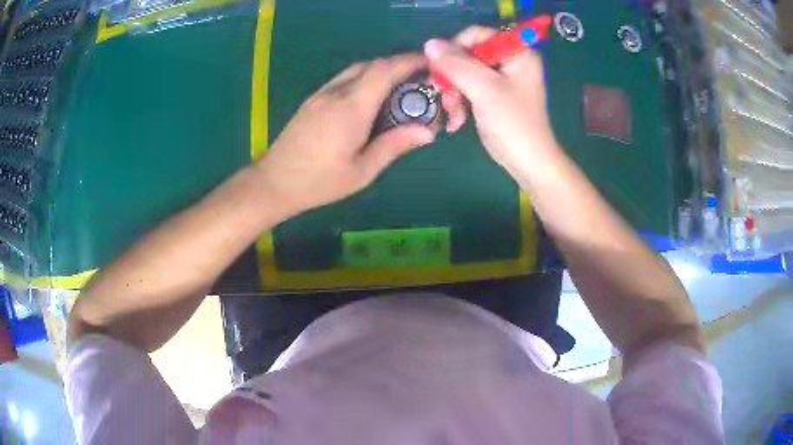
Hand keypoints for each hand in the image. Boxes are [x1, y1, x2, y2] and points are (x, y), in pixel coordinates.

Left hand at [255, 54, 435, 214]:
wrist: (273, 182)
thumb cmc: (319, 182)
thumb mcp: (362, 171)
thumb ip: (394, 146)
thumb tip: (428, 132)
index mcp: (352, 108)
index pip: (385, 71)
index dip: (409, 62)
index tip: (430, 65)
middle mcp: (336, 92)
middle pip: (372, 65)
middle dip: (398, 65)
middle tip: (418, 80)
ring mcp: (321, 94)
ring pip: (356, 69)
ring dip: (380, 70)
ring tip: (398, 88)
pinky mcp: (313, 100)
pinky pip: (344, 78)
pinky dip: (363, 78)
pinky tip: (370, 98)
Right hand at [425, 27, 561, 178]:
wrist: (527, 163)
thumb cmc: (513, 123)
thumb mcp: (484, 90)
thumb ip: (457, 64)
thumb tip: (429, 44)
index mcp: (517, 52)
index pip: (477, 35)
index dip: (455, 48)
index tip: (440, 68)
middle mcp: (509, 61)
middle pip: (467, 54)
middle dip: (453, 77)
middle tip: (443, 94)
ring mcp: (501, 78)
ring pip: (464, 73)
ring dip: (453, 93)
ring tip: (453, 114)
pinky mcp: (492, 95)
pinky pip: (468, 88)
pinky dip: (459, 102)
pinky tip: (457, 121)